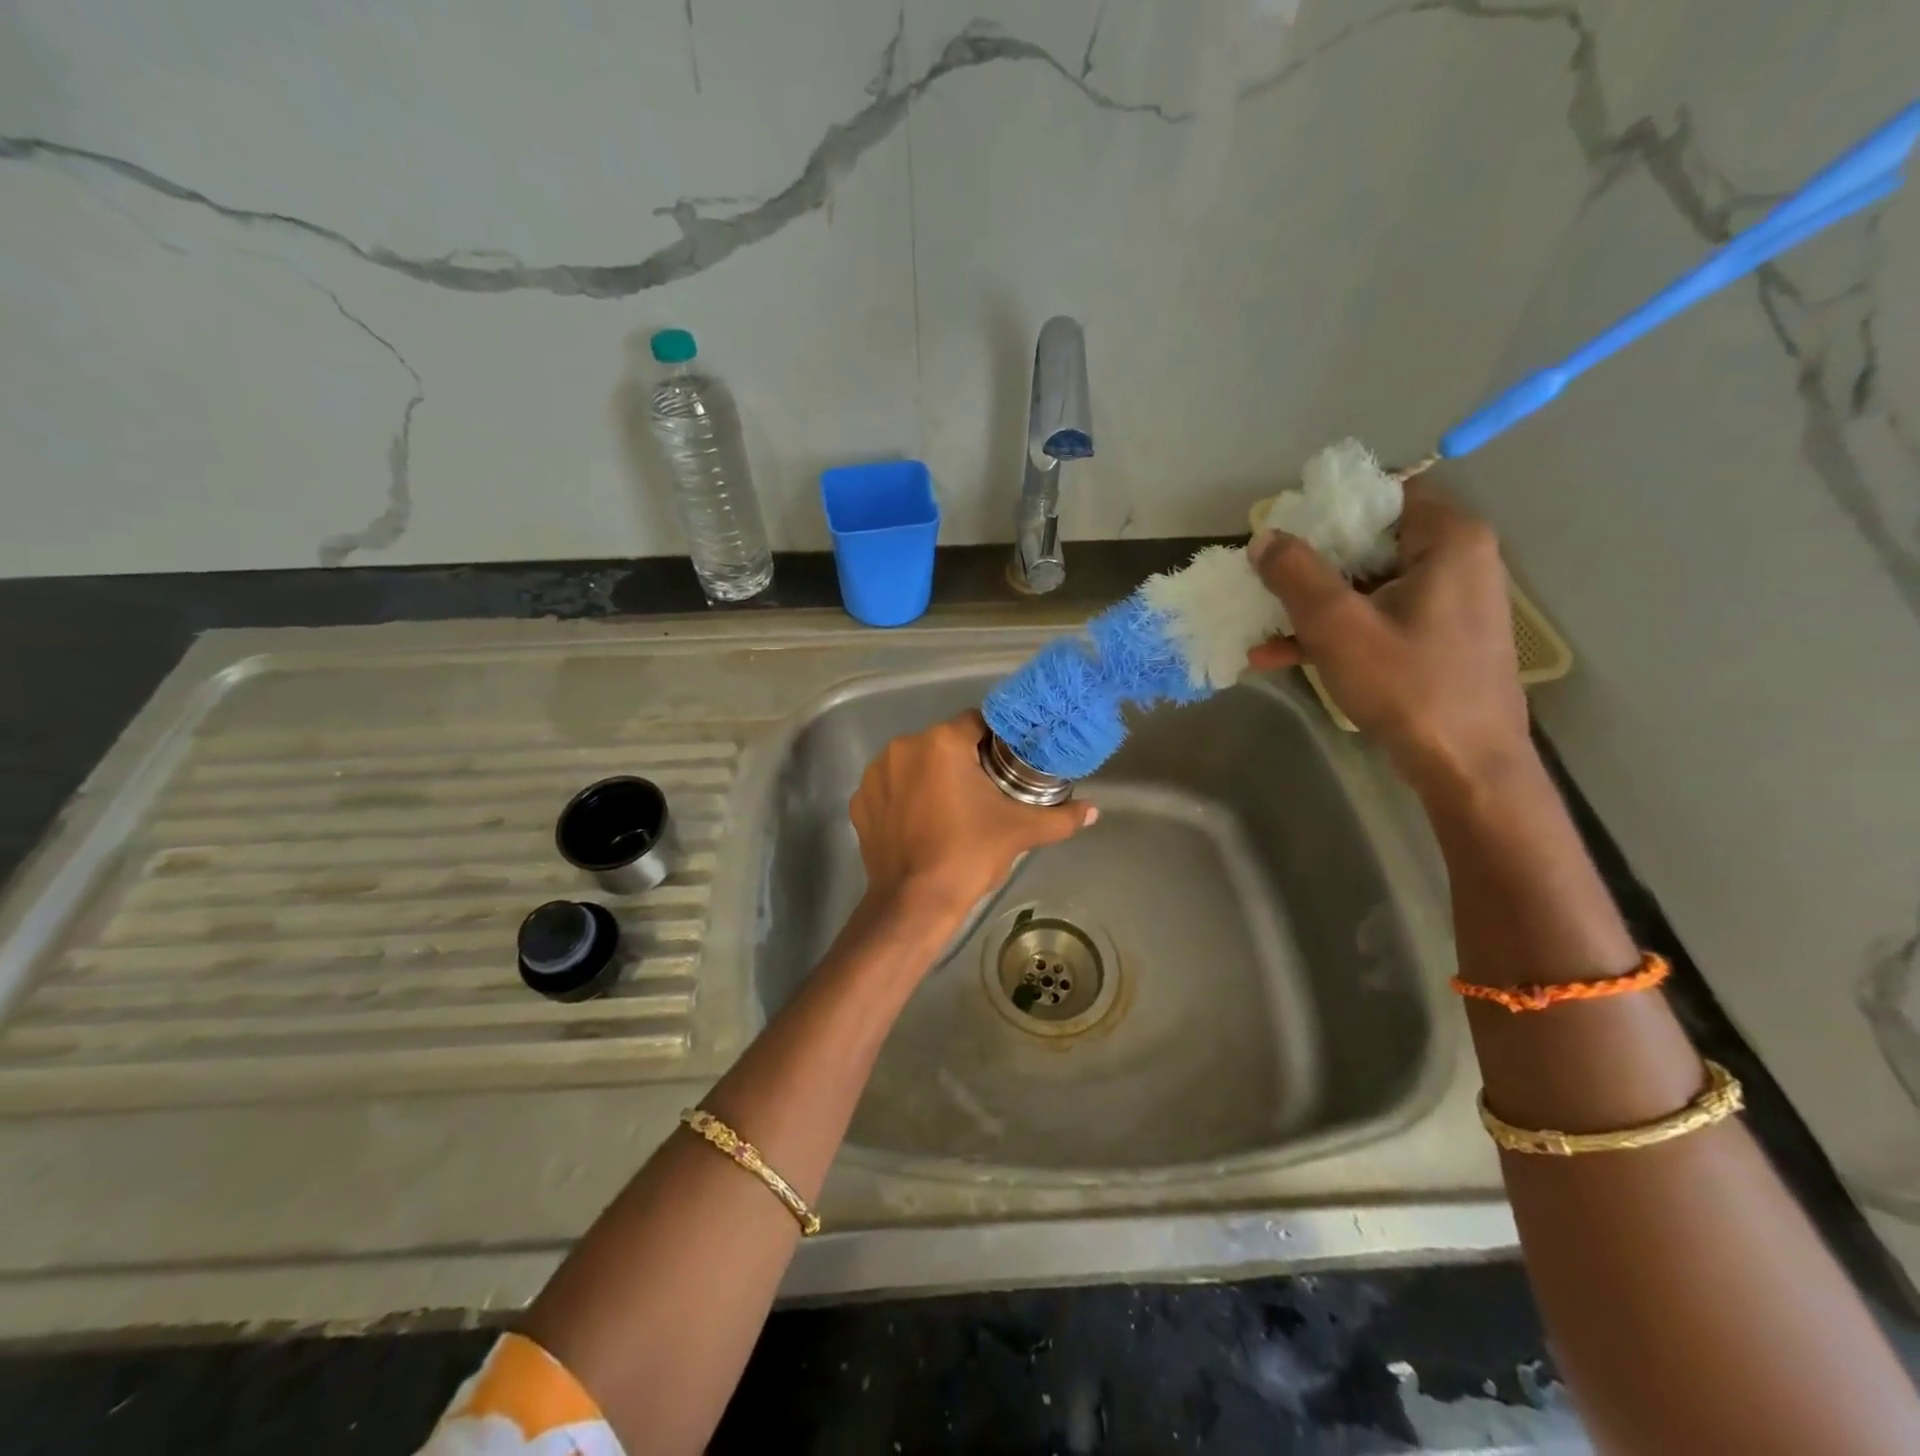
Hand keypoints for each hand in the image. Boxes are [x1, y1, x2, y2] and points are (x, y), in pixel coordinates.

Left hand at [849, 710, 1096, 924]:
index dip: (995, 741)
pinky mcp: (859, 801)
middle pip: (943, 743)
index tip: (1006, 764)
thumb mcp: (1019, 832)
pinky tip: (919, 823)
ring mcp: (875, 774)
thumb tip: (1094, 811)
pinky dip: (904, 798)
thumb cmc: (968, 855)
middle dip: (963, 762)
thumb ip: (1060, 817)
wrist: (913, 903)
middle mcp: (903, 747)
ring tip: (950, 810)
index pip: (976, 723)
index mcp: (941, 743)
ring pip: (914, 763)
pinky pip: (890, 788)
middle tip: (983, 793)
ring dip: (931, 778)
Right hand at [1246, 481, 1530, 794]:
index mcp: (1448, 541)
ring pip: (1368, 586)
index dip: (1330, 510)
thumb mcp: (1337, 626)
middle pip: (1371, 542)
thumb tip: (1262, 537)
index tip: (1285, 534)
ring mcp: (1449, 603)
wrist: (1466, 765)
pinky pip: (1378, 619)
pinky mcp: (1438, 639)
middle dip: (1312, 565)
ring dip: (1313, 606)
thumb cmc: (1408, 685)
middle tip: (1266, 579)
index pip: (1385, 495)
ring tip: (1261, 626)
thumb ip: (1295, 575)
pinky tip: (1280, 656)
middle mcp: (1458, 561)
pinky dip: (1336, 632)